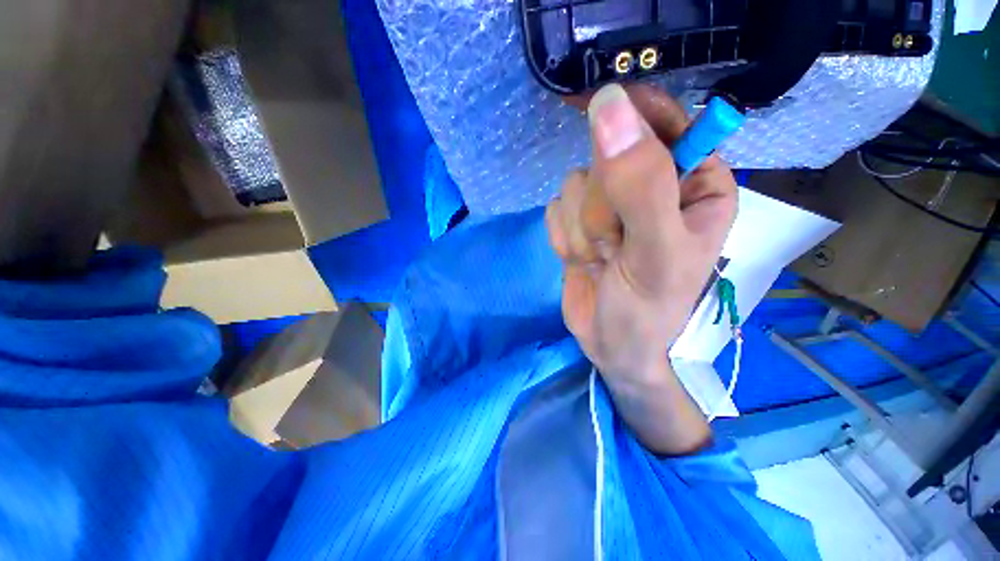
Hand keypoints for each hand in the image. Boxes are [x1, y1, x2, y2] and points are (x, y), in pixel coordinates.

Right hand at [545, 84, 736, 452]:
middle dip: (601, 208)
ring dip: (582, 230)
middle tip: (615, 246)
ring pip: (574, 185)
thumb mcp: (655, 251)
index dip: (633, 117)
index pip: (665, 123)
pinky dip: (563, 239)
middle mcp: (651, 187)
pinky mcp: (577, 222)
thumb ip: (640, 183)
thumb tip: (609, 106)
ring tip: (601, 261)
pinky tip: (581, 261)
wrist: (611, 345)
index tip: (597, 109)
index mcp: (693, 183)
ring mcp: (608, 205)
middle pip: (606, 156)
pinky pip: (555, 209)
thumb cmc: (648, 309)